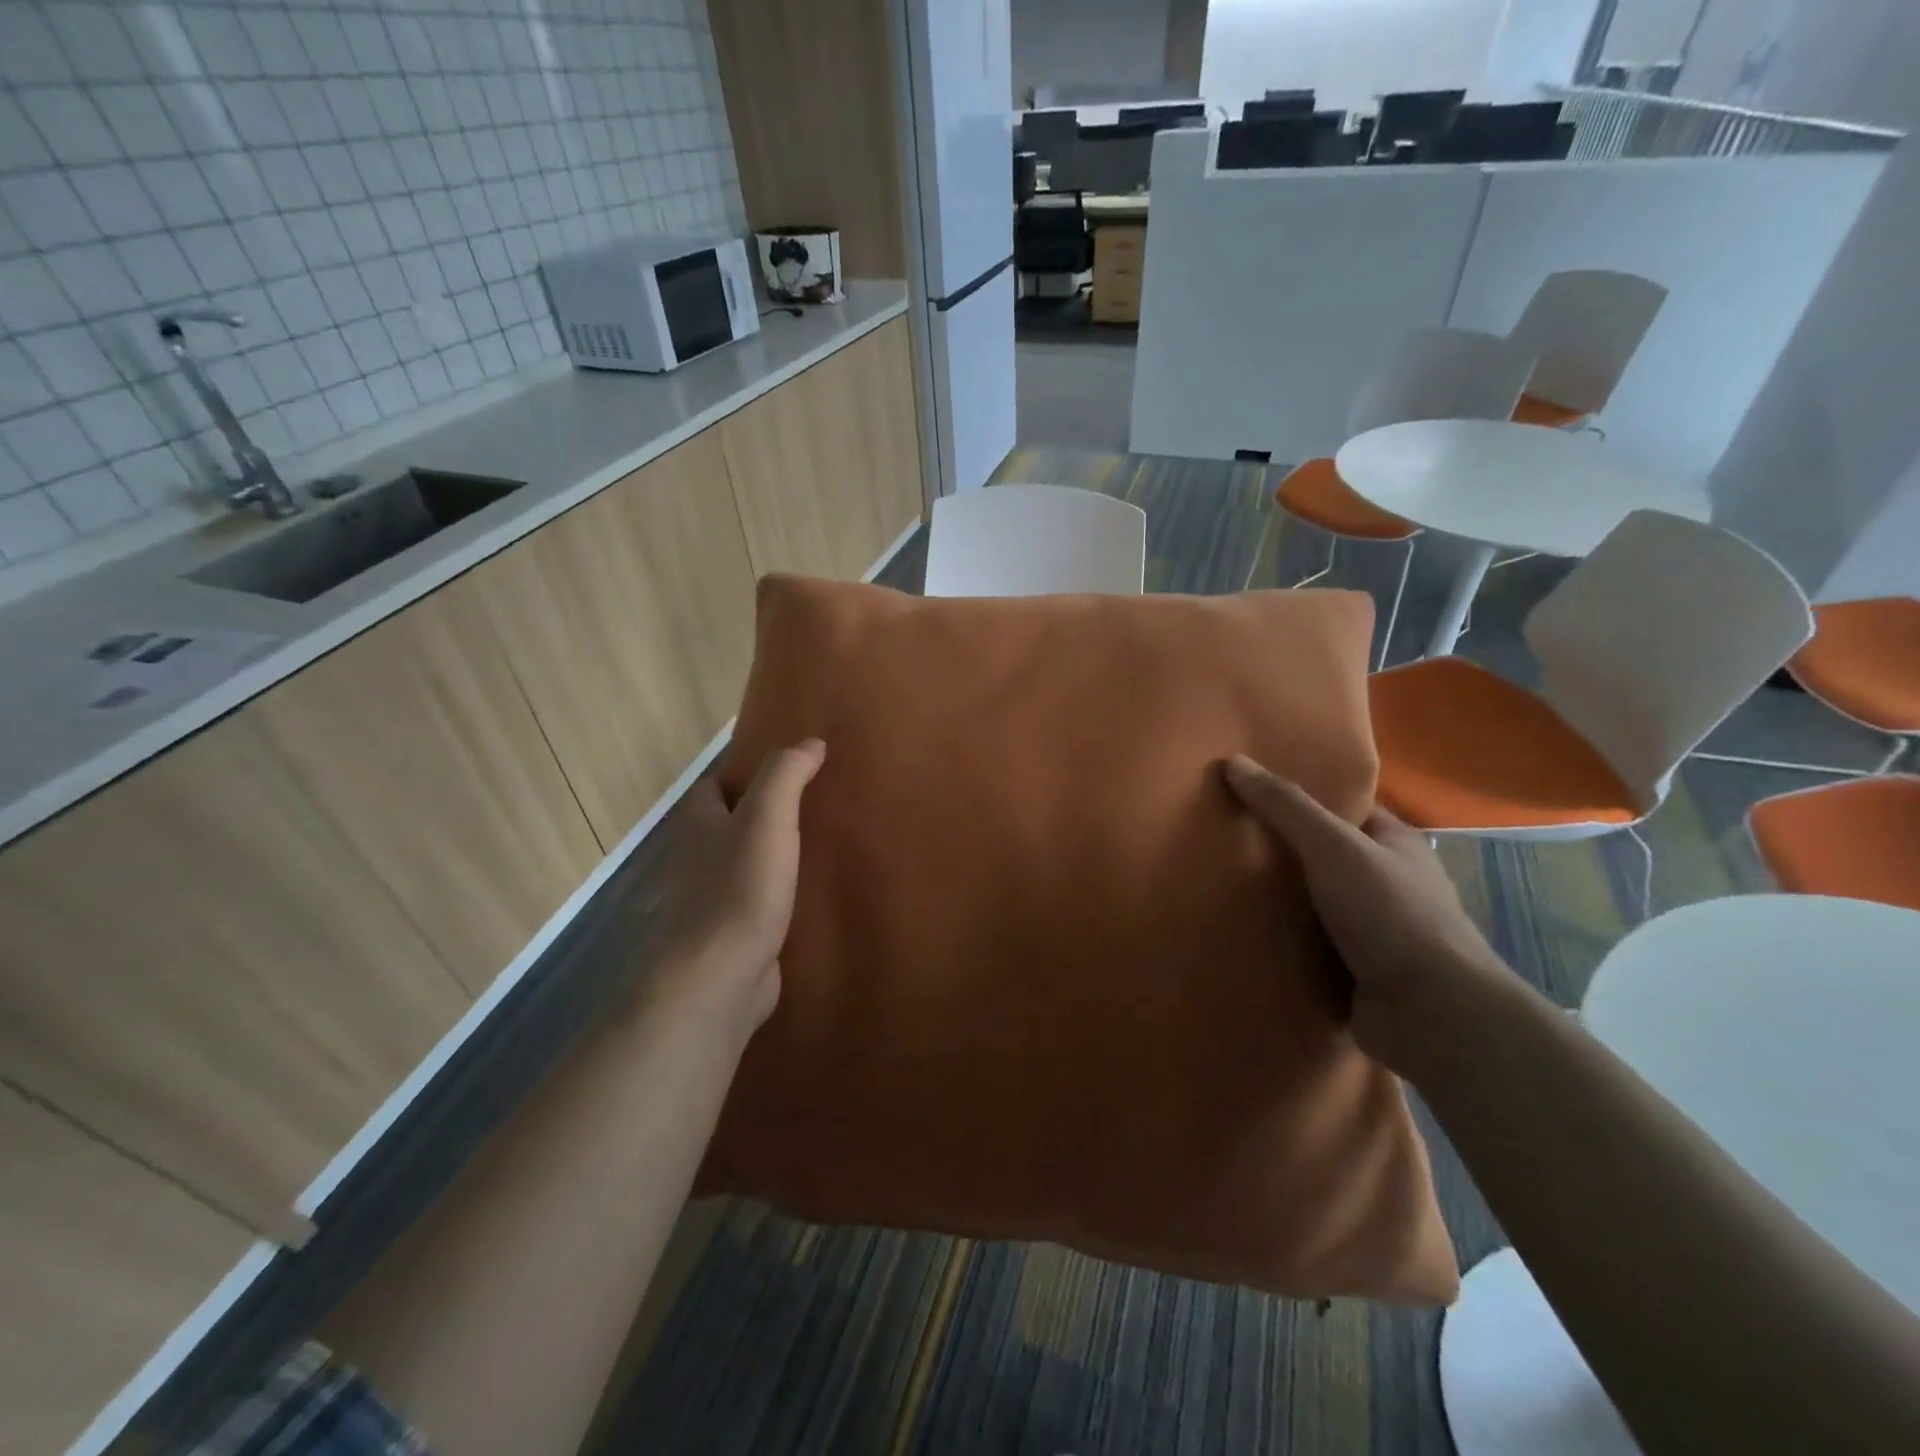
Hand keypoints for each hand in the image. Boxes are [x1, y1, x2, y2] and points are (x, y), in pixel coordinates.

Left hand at [642, 739, 825, 1042]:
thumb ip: (786, 775)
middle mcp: (698, 857)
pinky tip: (812, 892)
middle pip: (729, 824)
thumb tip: (812, 742)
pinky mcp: (733, 932)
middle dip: (763, 813)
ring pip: (745, 863)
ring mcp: (713, 898)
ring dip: (774, 853)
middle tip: (812, 803)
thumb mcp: (767, 817)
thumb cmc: (740, 888)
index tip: (787, 768)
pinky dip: (780, 892)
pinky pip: (759, 900)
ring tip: (820, 842)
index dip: (744, 773)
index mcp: (699, 823)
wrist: (721, 975)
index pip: (714, 786)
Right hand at [1224, 755, 1509, 1073]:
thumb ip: (1285, 806)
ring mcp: (1373, 930)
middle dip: (1277, 851)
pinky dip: (1279, 940)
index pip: (1342, 808)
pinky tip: (1239, 931)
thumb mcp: (1333, 846)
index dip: (1299, 797)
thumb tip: (1234, 762)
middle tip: (1221, 837)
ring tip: (1216, 882)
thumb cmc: (1390, 914)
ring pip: (1311, 903)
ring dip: (1274, 901)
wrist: (1431, 1014)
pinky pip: (1306, 945)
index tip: (1248, 793)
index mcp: (1395, 844)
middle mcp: (1387, 883)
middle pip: (1320, 856)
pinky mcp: (1355, 971)